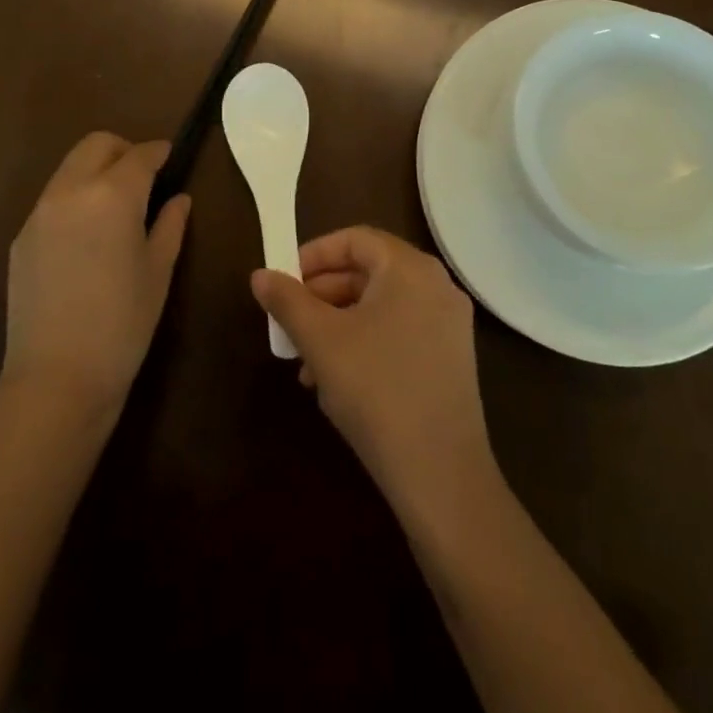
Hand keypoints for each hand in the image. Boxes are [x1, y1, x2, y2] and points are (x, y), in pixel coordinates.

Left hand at [2, 133, 190, 417]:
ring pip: (70, 168)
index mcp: (112, 195)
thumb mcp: (158, 271)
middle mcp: (71, 191)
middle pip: (97, 145)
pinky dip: (75, 198)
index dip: (159, 152)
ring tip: (116, 206)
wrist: (56, 377)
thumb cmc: (123, 323)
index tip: (171, 157)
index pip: (140, 155)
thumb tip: (178, 199)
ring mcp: (40, 212)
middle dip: (123, 150)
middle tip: (144, 177)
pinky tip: (87, 235)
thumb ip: (170, 225)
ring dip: (96, 171)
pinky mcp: (21, 237)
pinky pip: (53, 199)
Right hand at [250, 226, 494, 520]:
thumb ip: (287, 300)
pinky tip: (336, 381)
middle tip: (290, 321)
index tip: (284, 281)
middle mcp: (436, 285)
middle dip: (322, 294)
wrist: (440, 473)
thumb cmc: (375, 389)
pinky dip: (365, 341)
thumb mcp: (320, 340)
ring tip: (305, 361)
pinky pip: (399, 331)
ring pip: (381, 305)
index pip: (355, 239)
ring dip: (338, 323)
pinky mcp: (451, 358)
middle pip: (368, 271)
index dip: (314, 255)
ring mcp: (449, 323)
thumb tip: (260, 275)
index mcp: (409, 268)